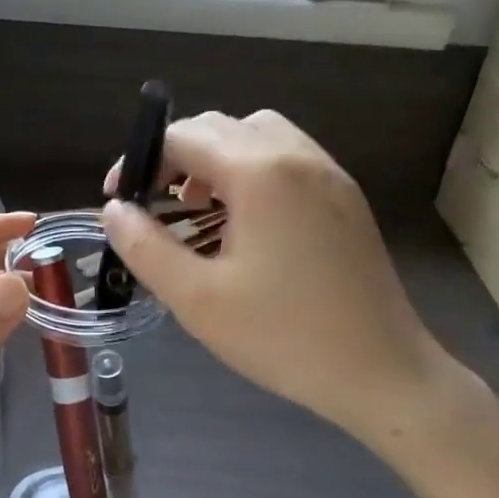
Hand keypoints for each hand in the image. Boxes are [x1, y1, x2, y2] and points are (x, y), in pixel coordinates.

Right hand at [102, 112, 498, 451]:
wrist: (383, 371)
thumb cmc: (284, 337)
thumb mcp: (197, 299)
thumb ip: (146, 247)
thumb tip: (115, 210)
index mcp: (260, 173)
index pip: (183, 137)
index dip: (141, 161)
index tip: (121, 200)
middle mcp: (297, 156)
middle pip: (220, 126)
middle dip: (177, 156)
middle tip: (156, 205)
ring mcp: (329, 173)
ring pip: (258, 134)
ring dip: (218, 158)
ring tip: (200, 209)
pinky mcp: (346, 196)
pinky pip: (288, 156)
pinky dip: (254, 169)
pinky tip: (246, 222)